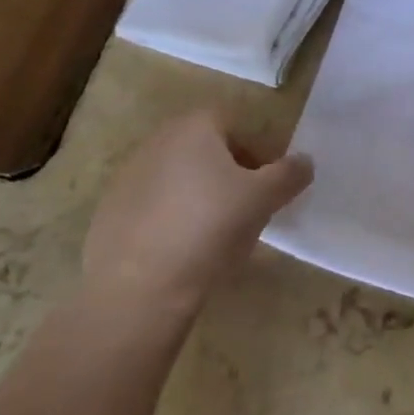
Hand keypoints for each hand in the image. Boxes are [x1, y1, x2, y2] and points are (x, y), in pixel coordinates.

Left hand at [81, 110, 311, 323]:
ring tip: (216, 235)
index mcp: (193, 127)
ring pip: (179, 178)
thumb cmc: (209, 228)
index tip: (267, 186)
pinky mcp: (109, 213)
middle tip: (247, 208)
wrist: (138, 289)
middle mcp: (156, 141)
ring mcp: (126, 177)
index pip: (235, 125)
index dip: (257, 152)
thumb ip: (290, 174)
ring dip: (200, 196)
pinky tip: (182, 252)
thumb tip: (304, 162)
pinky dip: (171, 220)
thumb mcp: (264, 199)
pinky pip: (153, 207)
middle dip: (229, 173)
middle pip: (206, 149)